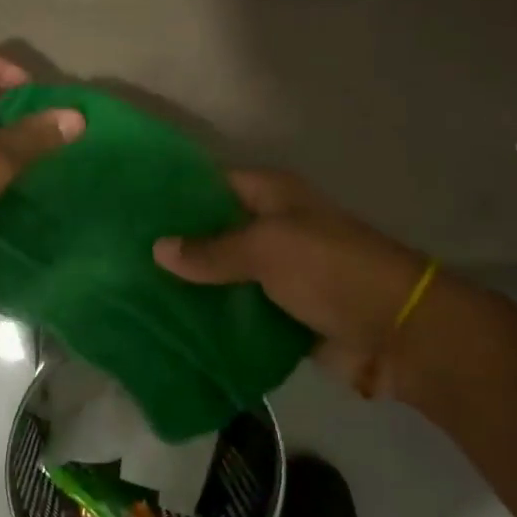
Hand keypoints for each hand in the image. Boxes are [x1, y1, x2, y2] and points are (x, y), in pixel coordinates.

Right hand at [153, 169, 427, 396]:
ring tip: (129, 290)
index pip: (210, 184)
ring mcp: (273, 273)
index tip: (127, 207)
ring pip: (219, 275)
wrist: (398, 332)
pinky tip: (165, 324)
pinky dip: (208, 318)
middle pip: (211, 231)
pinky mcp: (277, 313)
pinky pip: (233, 311)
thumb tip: (158, 249)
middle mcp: (269, 228)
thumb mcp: (269, 247)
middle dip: (172, 245)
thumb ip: (212, 249)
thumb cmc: (332, 270)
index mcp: (271, 196)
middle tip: (117, 255)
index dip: (172, 194)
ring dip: (187, 285)